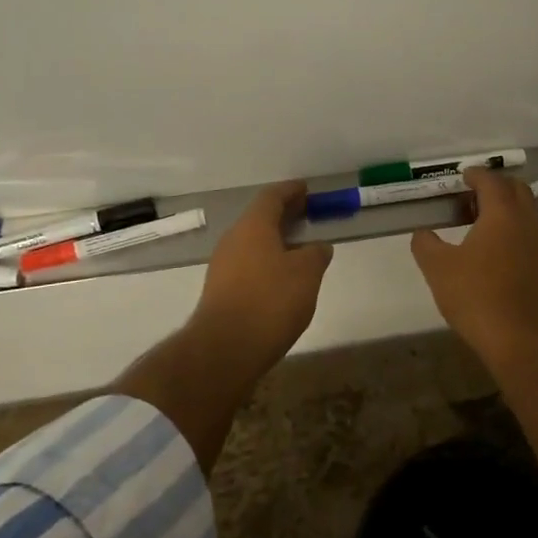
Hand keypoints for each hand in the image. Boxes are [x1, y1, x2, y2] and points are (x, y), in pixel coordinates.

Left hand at [192, 181, 332, 379]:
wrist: (224, 348)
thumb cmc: (270, 301)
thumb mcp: (306, 274)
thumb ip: (315, 255)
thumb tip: (318, 247)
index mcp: (253, 226)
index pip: (272, 197)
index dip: (291, 191)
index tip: (306, 189)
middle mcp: (233, 239)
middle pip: (260, 218)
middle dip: (283, 215)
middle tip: (306, 215)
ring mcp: (222, 265)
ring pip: (252, 242)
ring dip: (274, 240)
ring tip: (298, 248)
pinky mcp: (220, 290)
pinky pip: (247, 264)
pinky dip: (265, 261)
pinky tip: (281, 277)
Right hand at [410, 167, 537, 366]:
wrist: (523, 341)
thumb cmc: (478, 296)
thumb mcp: (438, 268)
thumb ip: (425, 244)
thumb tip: (422, 234)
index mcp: (502, 214)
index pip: (492, 181)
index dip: (476, 174)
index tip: (462, 176)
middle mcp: (526, 223)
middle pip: (517, 190)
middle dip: (496, 187)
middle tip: (471, 197)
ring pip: (525, 214)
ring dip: (505, 210)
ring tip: (477, 225)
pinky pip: (528, 236)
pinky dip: (511, 232)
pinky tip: (492, 254)